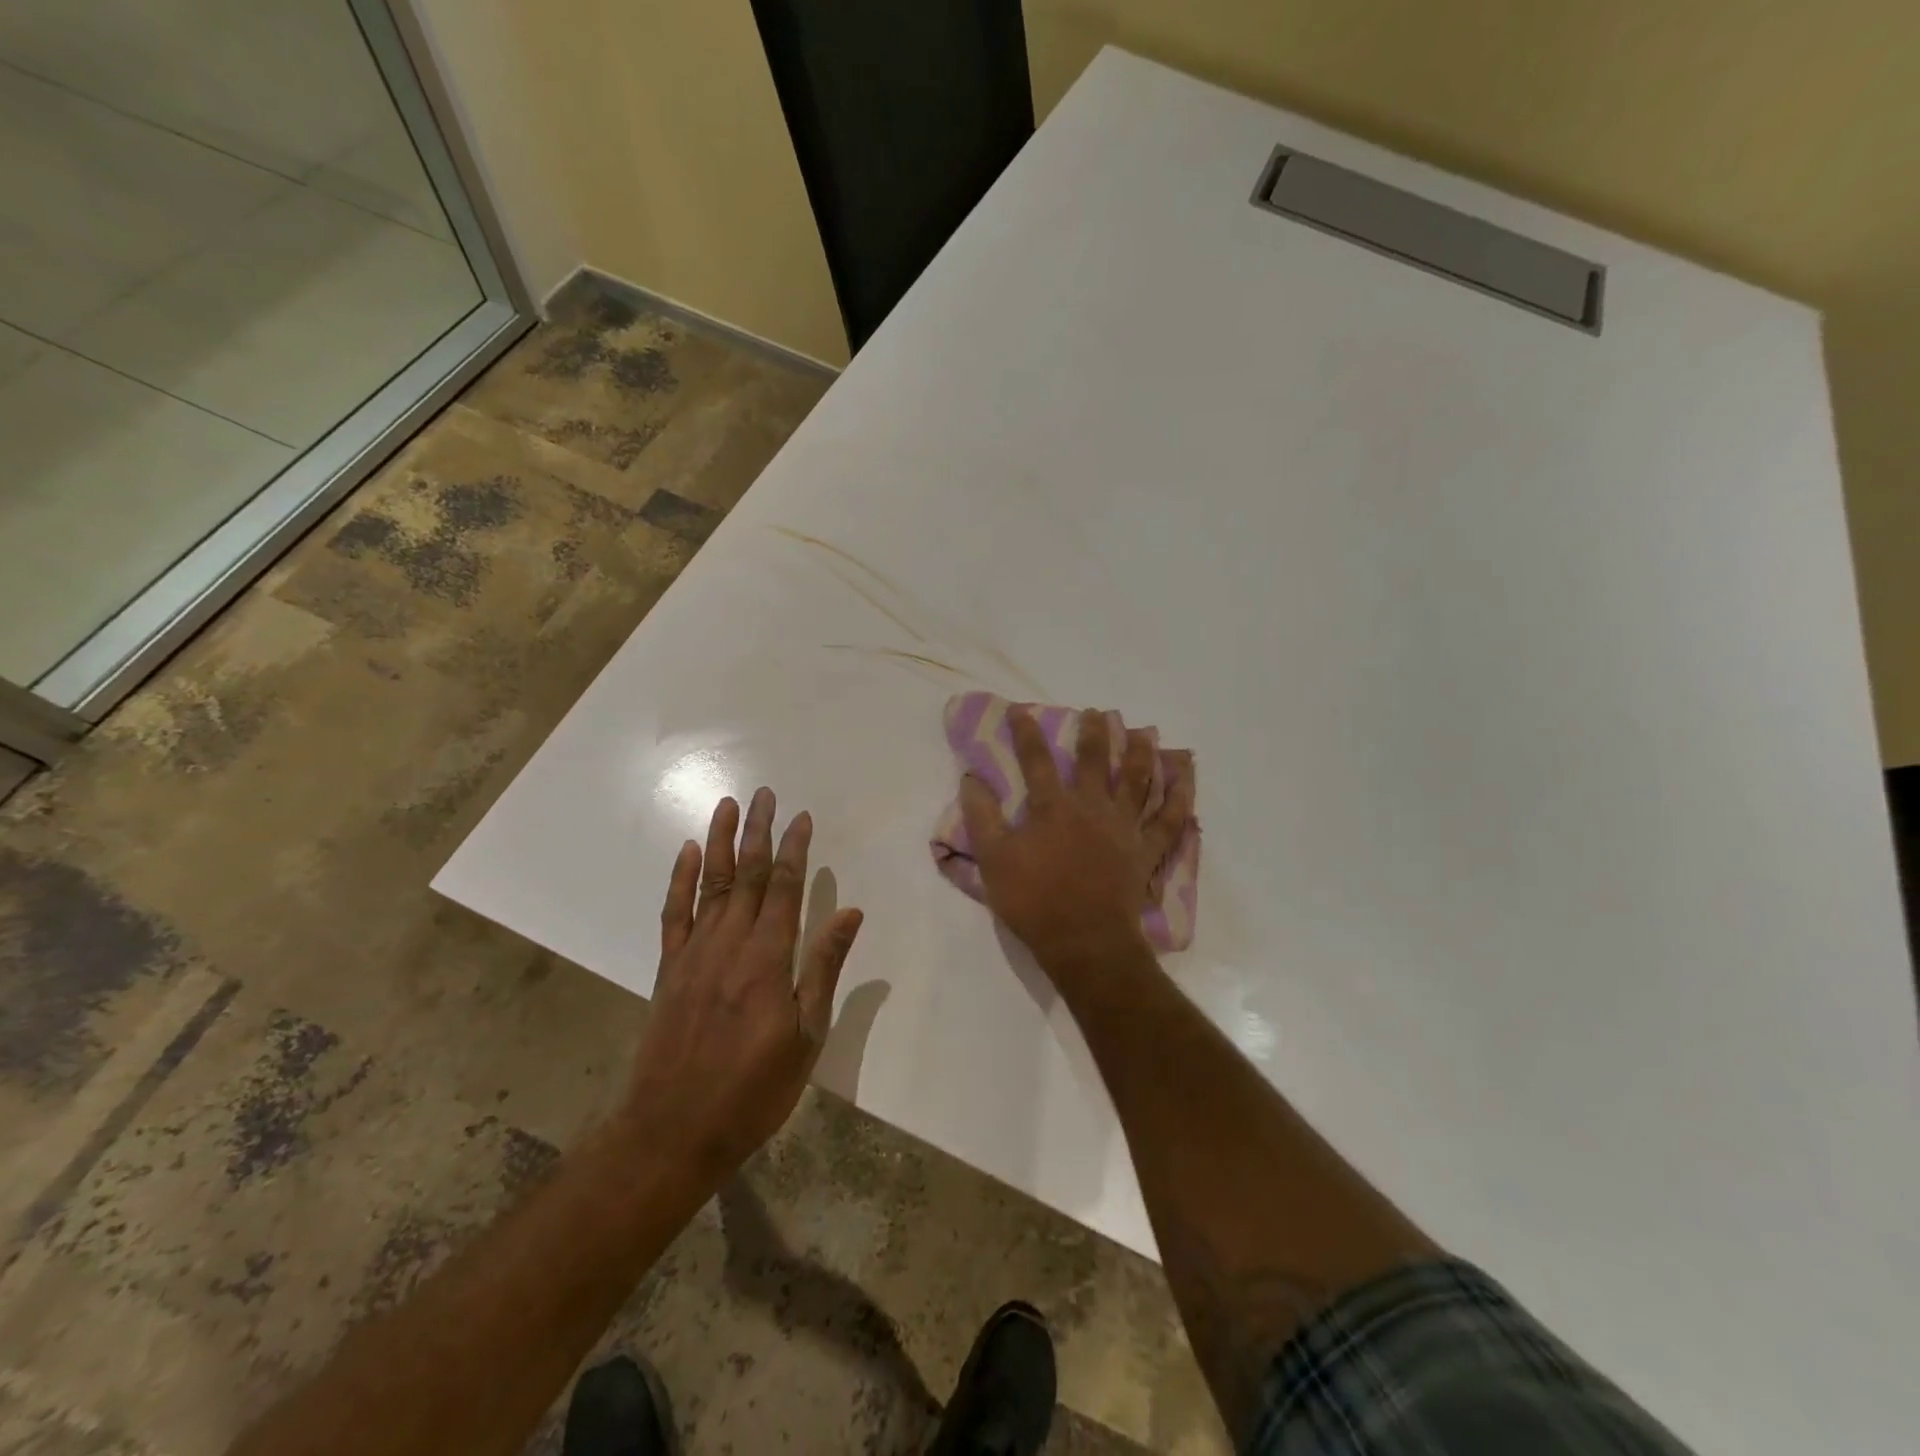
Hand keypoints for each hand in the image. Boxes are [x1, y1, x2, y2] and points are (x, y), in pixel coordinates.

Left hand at [619, 788, 863, 1181]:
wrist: (674, 1130)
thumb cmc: (753, 1089)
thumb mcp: (806, 1036)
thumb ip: (824, 968)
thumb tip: (850, 913)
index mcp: (767, 958)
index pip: (783, 887)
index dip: (793, 849)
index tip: (801, 817)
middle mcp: (729, 943)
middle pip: (745, 874)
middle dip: (757, 831)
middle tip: (764, 793)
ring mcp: (694, 953)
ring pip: (709, 883)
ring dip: (719, 841)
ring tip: (727, 805)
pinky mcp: (669, 968)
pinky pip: (674, 913)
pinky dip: (680, 879)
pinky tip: (686, 853)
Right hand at [960, 707, 1192, 971]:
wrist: (1085, 942)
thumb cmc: (1035, 901)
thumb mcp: (994, 861)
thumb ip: (981, 818)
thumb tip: (970, 779)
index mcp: (1053, 807)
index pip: (1036, 760)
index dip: (1026, 733)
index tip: (1020, 710)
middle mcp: (1092, 807)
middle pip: (1095, 760)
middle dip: (1095, 733)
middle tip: (1098, 713)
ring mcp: (1124, 827)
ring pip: (1137, 780)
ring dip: (1140, 752)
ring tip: (1143, 732)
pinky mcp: (1146, 850)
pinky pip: (1169, 819)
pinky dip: (1179, 797)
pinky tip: (1184, 778)